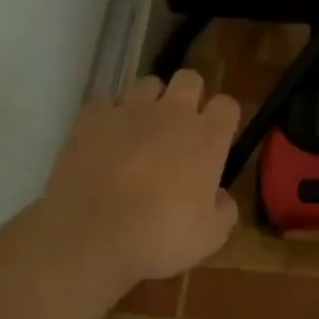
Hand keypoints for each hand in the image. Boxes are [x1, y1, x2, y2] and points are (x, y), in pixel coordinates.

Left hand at [41, 70, 239, 289]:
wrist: (90, 236)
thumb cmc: (159, 239)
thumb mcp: (210, 237)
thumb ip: (224, 210)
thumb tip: (220, 196)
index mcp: (207, 138)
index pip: (227, 105)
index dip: (224, 119)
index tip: (218, 138)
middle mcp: (172, 114)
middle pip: (189, 79)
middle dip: (189, 96)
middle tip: (180, 127)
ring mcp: (129, 110)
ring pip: (147, 84)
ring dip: (149, 102)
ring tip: (140, 130)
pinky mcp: (91, 118)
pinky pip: (105, 102)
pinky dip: (108, 116)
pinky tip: (105, 139)